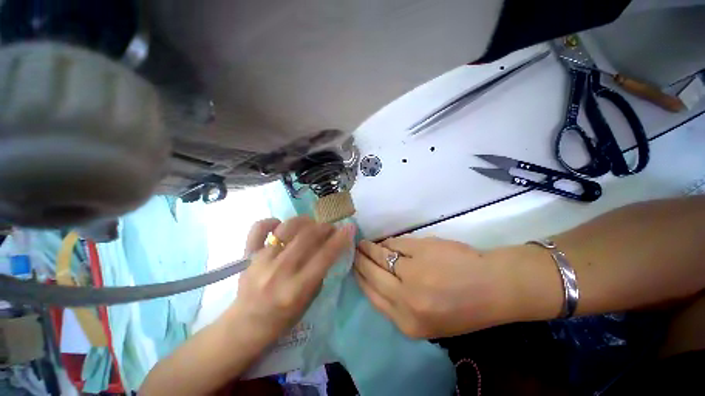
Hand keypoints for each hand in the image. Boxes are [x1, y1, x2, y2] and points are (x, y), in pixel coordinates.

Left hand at [229, 216, 355, 346]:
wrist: (246, 325)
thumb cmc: (282, 318)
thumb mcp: (309, 301)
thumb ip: (320, 272)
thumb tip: (327, 246)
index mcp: (296, 289)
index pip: (325, 256)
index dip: (340, 239)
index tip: (350, 227)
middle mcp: (279, 271)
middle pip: (308, 236)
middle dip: (325, 227)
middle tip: (330, 228)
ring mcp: (261, 260)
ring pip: (287, 227)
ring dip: (305, 221)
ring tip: (310, 224)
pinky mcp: (248, 255)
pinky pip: (259, 228)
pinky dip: (272, 222)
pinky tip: (280, 225)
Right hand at [355, 237, 520, 337]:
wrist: (493, 287)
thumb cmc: (463, 308)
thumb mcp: (427, 320)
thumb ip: (398, 303)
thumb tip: (375, 279)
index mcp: (407, 322)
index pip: (372, 295)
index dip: (360, 278)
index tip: (353, 268)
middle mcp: (406, 298)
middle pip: (371, 274)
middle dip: (359, 261)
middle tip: (353, 252)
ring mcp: (413, 271)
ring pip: (380, 256)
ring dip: (370, 249)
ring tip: (362, 244)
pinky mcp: (420, 250)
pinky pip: (396, 244)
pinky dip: (388, 242)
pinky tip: (383, 242)